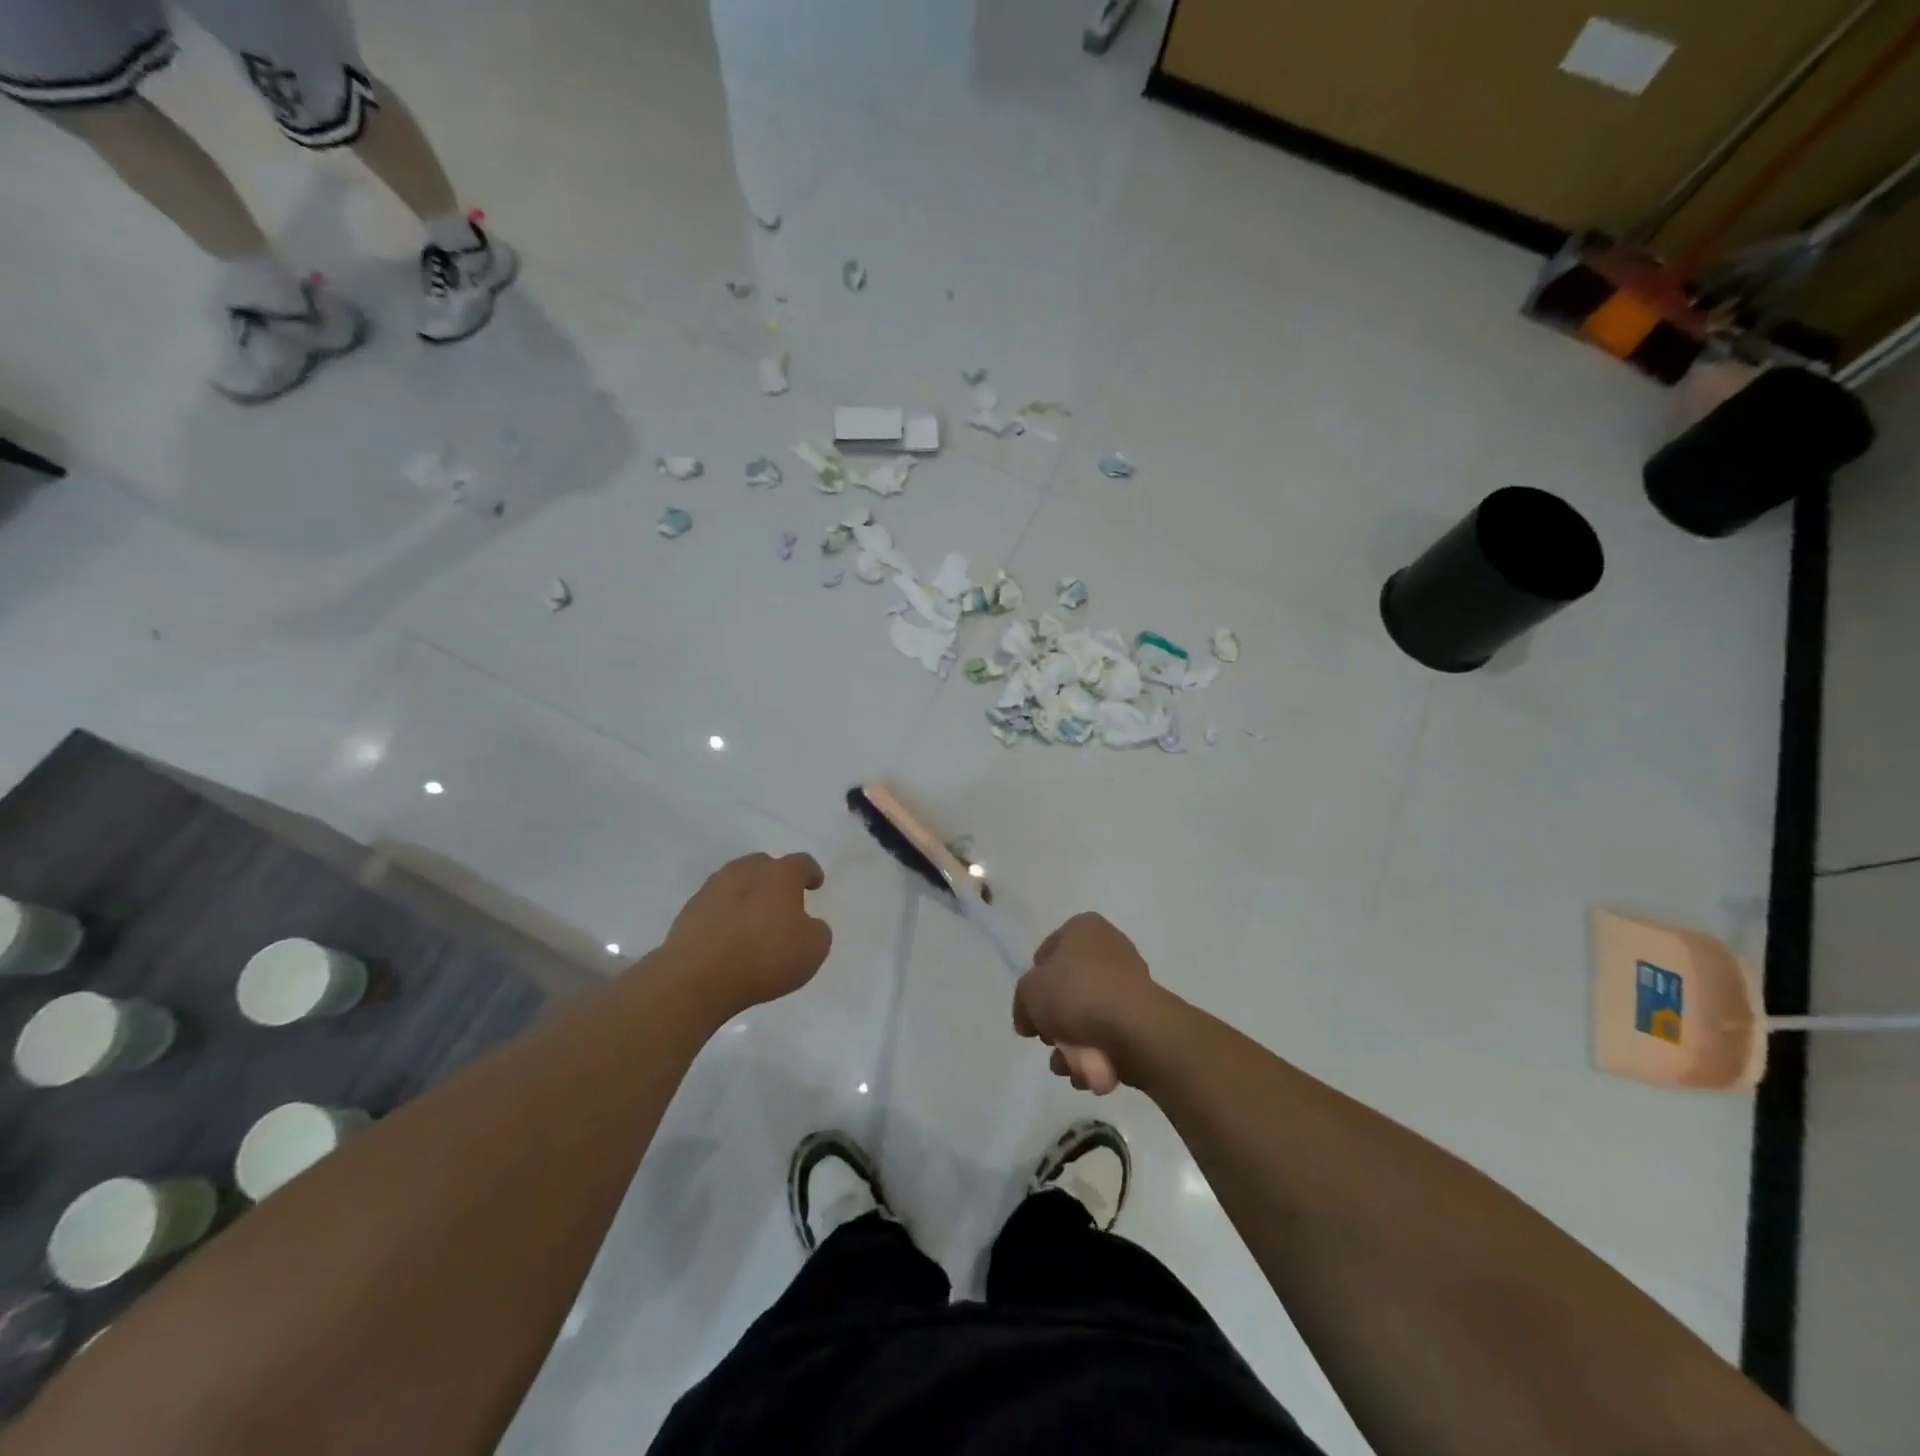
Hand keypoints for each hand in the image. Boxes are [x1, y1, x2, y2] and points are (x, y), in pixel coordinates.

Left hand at [661, 853, 831, 1017]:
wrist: (698, 978)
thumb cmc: (765, 957)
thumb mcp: (813, 949)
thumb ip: (817, 930)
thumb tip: (807, 925)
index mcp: (780, 875)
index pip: (801, 863)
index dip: (811, 873)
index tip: (815, 884)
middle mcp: (746, 871)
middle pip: (765, 866)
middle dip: (776, 880)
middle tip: (783, 901)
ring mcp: (713, 888)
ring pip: (737, 882)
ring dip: (748, 895)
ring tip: (753, 920)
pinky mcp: (690, 910)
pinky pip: (716, 905)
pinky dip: (726, 914)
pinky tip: (729, 936)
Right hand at [1013, 913, 1164, 1094]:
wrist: (1134, 1029)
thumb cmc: (1077, 994)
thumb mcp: (1029, 992)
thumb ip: (1022, 1002)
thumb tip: (1029, 1020)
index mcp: (1083, 928)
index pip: (1046, 954)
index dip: (1034, 983)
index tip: (1031, 1008)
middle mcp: (1109, 948)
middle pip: (1067, 988)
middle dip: (1054, 1020)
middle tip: (1048, 1038)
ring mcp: (1129, 982)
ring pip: (1087, 1016)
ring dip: (1071, 1044)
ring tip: (1065, 1065)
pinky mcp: (1143, 1016)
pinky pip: (1109, 1034)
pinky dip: (1095, 1054)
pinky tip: (1087, 1073)